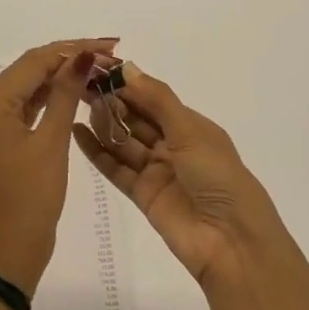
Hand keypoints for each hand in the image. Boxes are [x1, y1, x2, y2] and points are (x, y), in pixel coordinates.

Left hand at [0, 39, 117, 294]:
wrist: (10, 253)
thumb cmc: (31, 199)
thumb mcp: (52, 143)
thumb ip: (65, 94)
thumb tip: (83, 56)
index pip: (34, 61)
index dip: (72, 49)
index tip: (108, 45)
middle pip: (28, 69)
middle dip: (67, 58)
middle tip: (108, 54)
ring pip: (28, 87)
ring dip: (60, 77)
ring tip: (98, 69)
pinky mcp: (0, 139)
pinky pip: (26, 107)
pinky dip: (49, 98)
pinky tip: (75, 92)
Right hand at [73, 62, 283, 286]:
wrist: (231, 241)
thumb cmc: (218, 176)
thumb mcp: (190, 130)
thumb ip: (157, 99)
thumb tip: (127, 67)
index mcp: (191, 126)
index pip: (153, 98)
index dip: (128, 84)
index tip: (99, 68)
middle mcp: (173, 145)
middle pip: (136, 118)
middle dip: (112, 101)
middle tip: (81, 84)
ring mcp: (156, 171)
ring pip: (124, 141)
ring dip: (104, 123)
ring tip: (78, 104)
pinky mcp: (142, 195)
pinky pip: (115, 168)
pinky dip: (97, 151)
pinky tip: (77, 133)